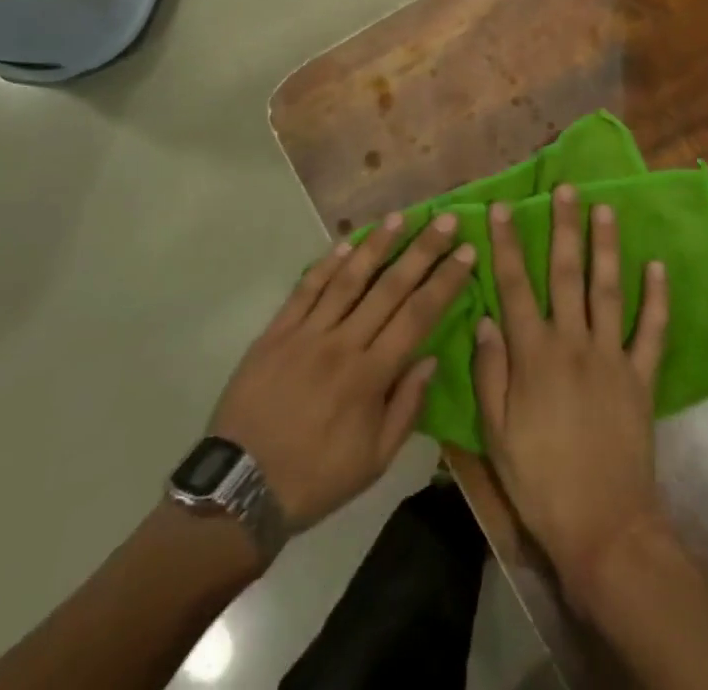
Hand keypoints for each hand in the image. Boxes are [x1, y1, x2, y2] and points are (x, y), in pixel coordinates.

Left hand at [209, 212, 473, 533]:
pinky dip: (327, 263)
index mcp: (370, 376)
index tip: (468, 252)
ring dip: (377, 244)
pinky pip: (306, 289)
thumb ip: (406, 407)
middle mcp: (343, 344)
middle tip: (446, 220)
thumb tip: (431, 357)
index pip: (418, 316)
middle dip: (422, 250)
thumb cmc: (316, 478)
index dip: (445, 281)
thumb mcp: (374, 460)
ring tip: (400, 216)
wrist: (239, 490)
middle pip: (390, 287)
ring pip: (348, 278)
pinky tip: (346, 242)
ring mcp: (306, 334)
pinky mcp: (276, 332)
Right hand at [474, 185, 669, 602]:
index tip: (503, 208)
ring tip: (606, 209)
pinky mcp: (641, 376)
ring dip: (606, 247)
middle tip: (566, 189)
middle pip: (565, 274)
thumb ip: (490, 371)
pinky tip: (657, 266)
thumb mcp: (496, 433)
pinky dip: (657, 298)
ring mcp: (611, 356)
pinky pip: (651, 331)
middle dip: (564, 228)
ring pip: (608, 289)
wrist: (603, 527)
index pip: (514, 286)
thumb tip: (484, 318)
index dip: (507, 245)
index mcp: (534, 354)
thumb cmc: (540, 481)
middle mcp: (573, 342)